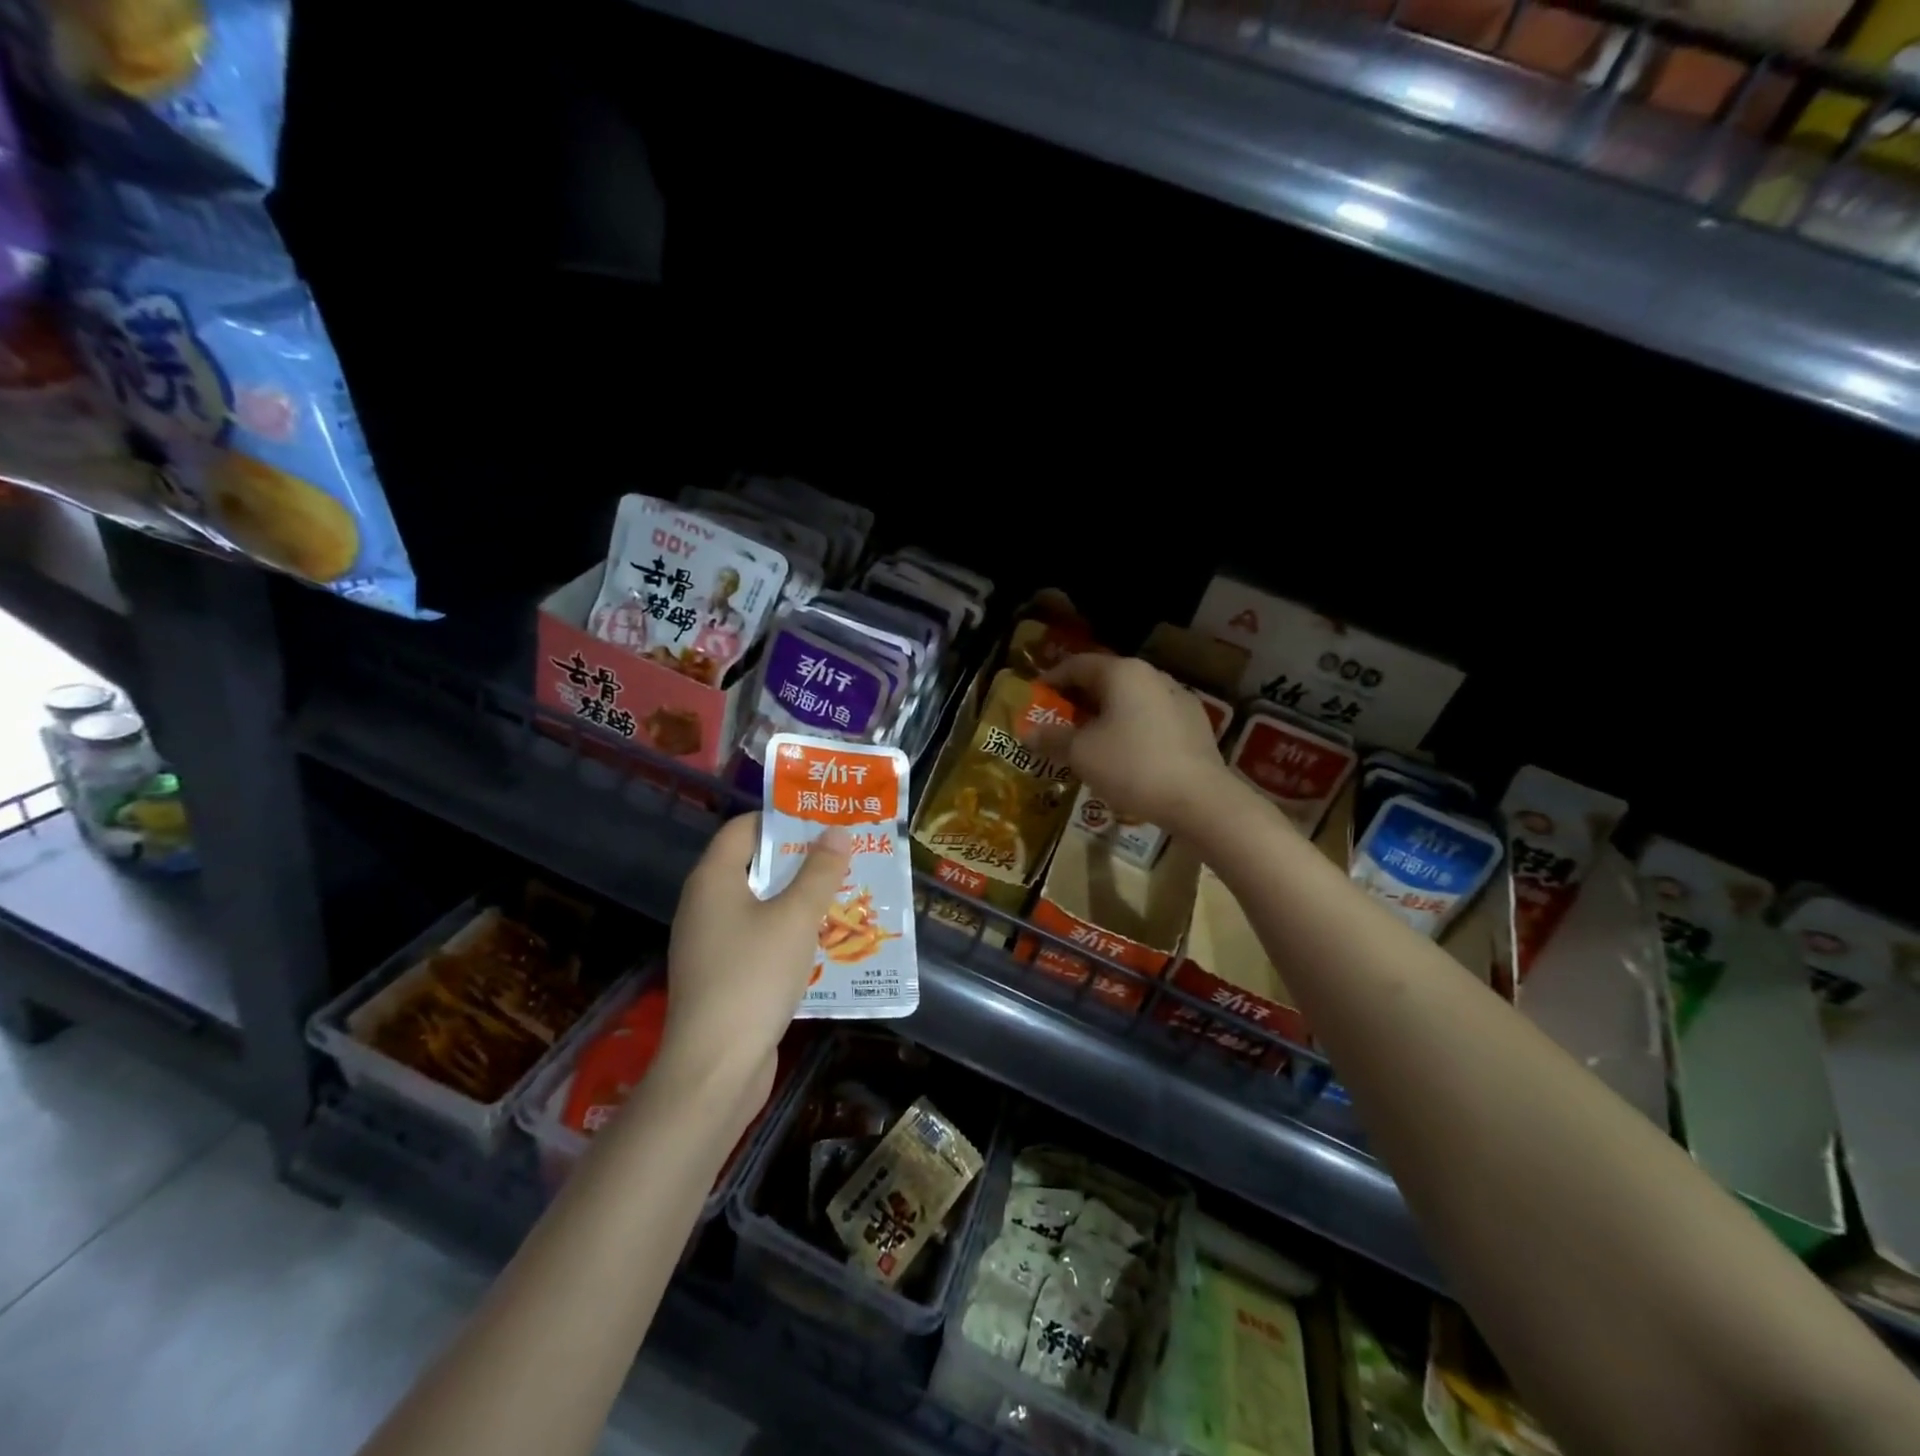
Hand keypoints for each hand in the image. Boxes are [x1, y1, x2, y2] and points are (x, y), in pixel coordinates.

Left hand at [664, 813, 851, 1092]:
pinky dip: (788, 934)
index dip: (782, 820)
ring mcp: (710, 944)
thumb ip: (819, 872)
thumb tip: (837, 831)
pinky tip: (824, 943)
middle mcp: (705, 905)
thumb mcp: (796, 918)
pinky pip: (759, 939)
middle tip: (844, 857)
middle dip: (800, 862)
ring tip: (844, 895)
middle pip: (754, 866)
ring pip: (760, 906)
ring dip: (799, 900)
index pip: (744, 828)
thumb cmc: (754, 976)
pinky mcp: (722, 976)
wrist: (715, 1068)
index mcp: (713, 880)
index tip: (824, 821)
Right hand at [1028, 654, 1231, 833]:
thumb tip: (1027, 734)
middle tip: (1057, 722)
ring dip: (1105, 715)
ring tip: (1088, 740)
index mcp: (1123, 672)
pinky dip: (1130, 728)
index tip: (1035, 699)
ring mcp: (1178, 698)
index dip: (1051, 680)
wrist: (1199, 799)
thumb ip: (1052, 739)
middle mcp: (1153, 676)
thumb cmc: (1132, 766)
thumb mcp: (1081, 754)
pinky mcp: (1194, 724)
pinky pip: (1151, 718)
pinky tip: (1124, 754)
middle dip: (1078, 700)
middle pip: (1106, 680)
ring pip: (1130, 699)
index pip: (1077, 665)